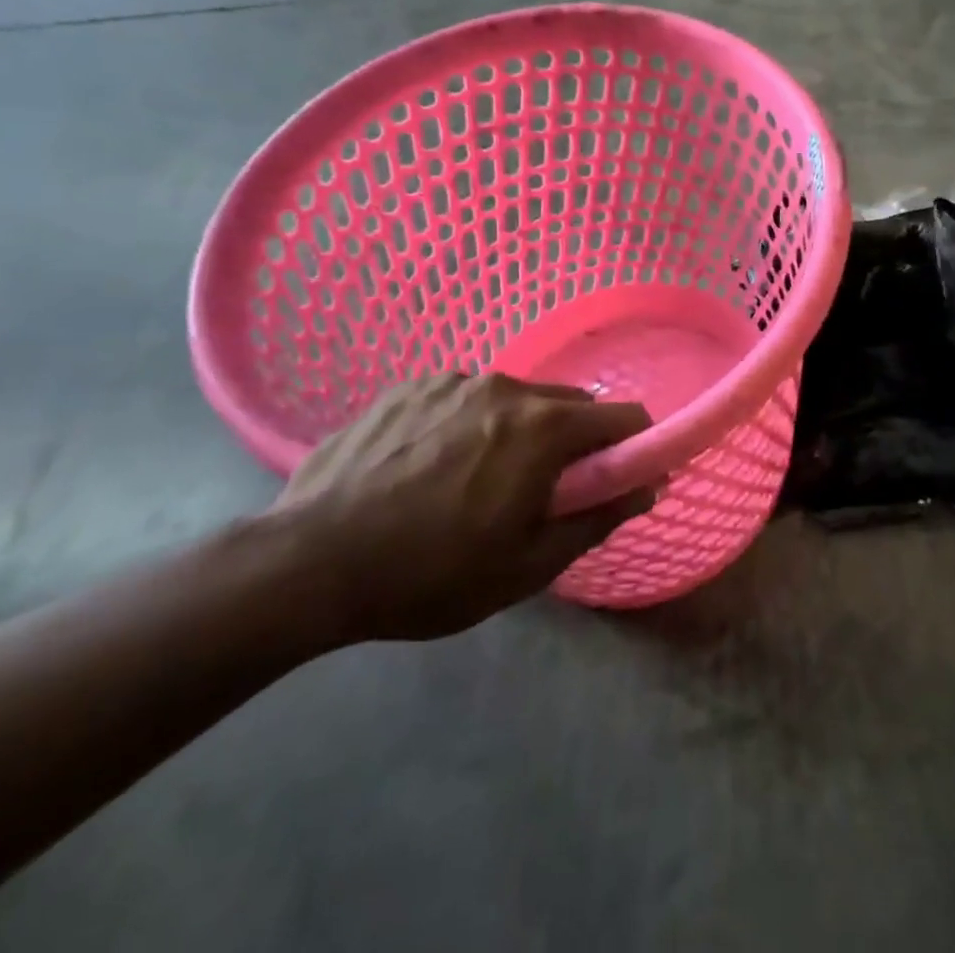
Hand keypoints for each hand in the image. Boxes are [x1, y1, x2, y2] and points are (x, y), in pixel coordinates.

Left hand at [264, 374, 653, 643]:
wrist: (308, 564)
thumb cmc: (431, 574)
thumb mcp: (527, 566)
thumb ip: (597, 519)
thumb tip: (647, 488)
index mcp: (544, 427)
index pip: (623, 417)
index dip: (636, 446)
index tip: (625, 478)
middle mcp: (507, 387)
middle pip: (570, 404)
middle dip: (576, 442)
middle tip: (547, 490)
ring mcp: (454, 381)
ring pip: (515, 399)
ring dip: (520, 431)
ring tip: (478, 479)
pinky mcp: (410, 386)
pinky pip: (465, 398)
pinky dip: (470, 424)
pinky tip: (432, 465)